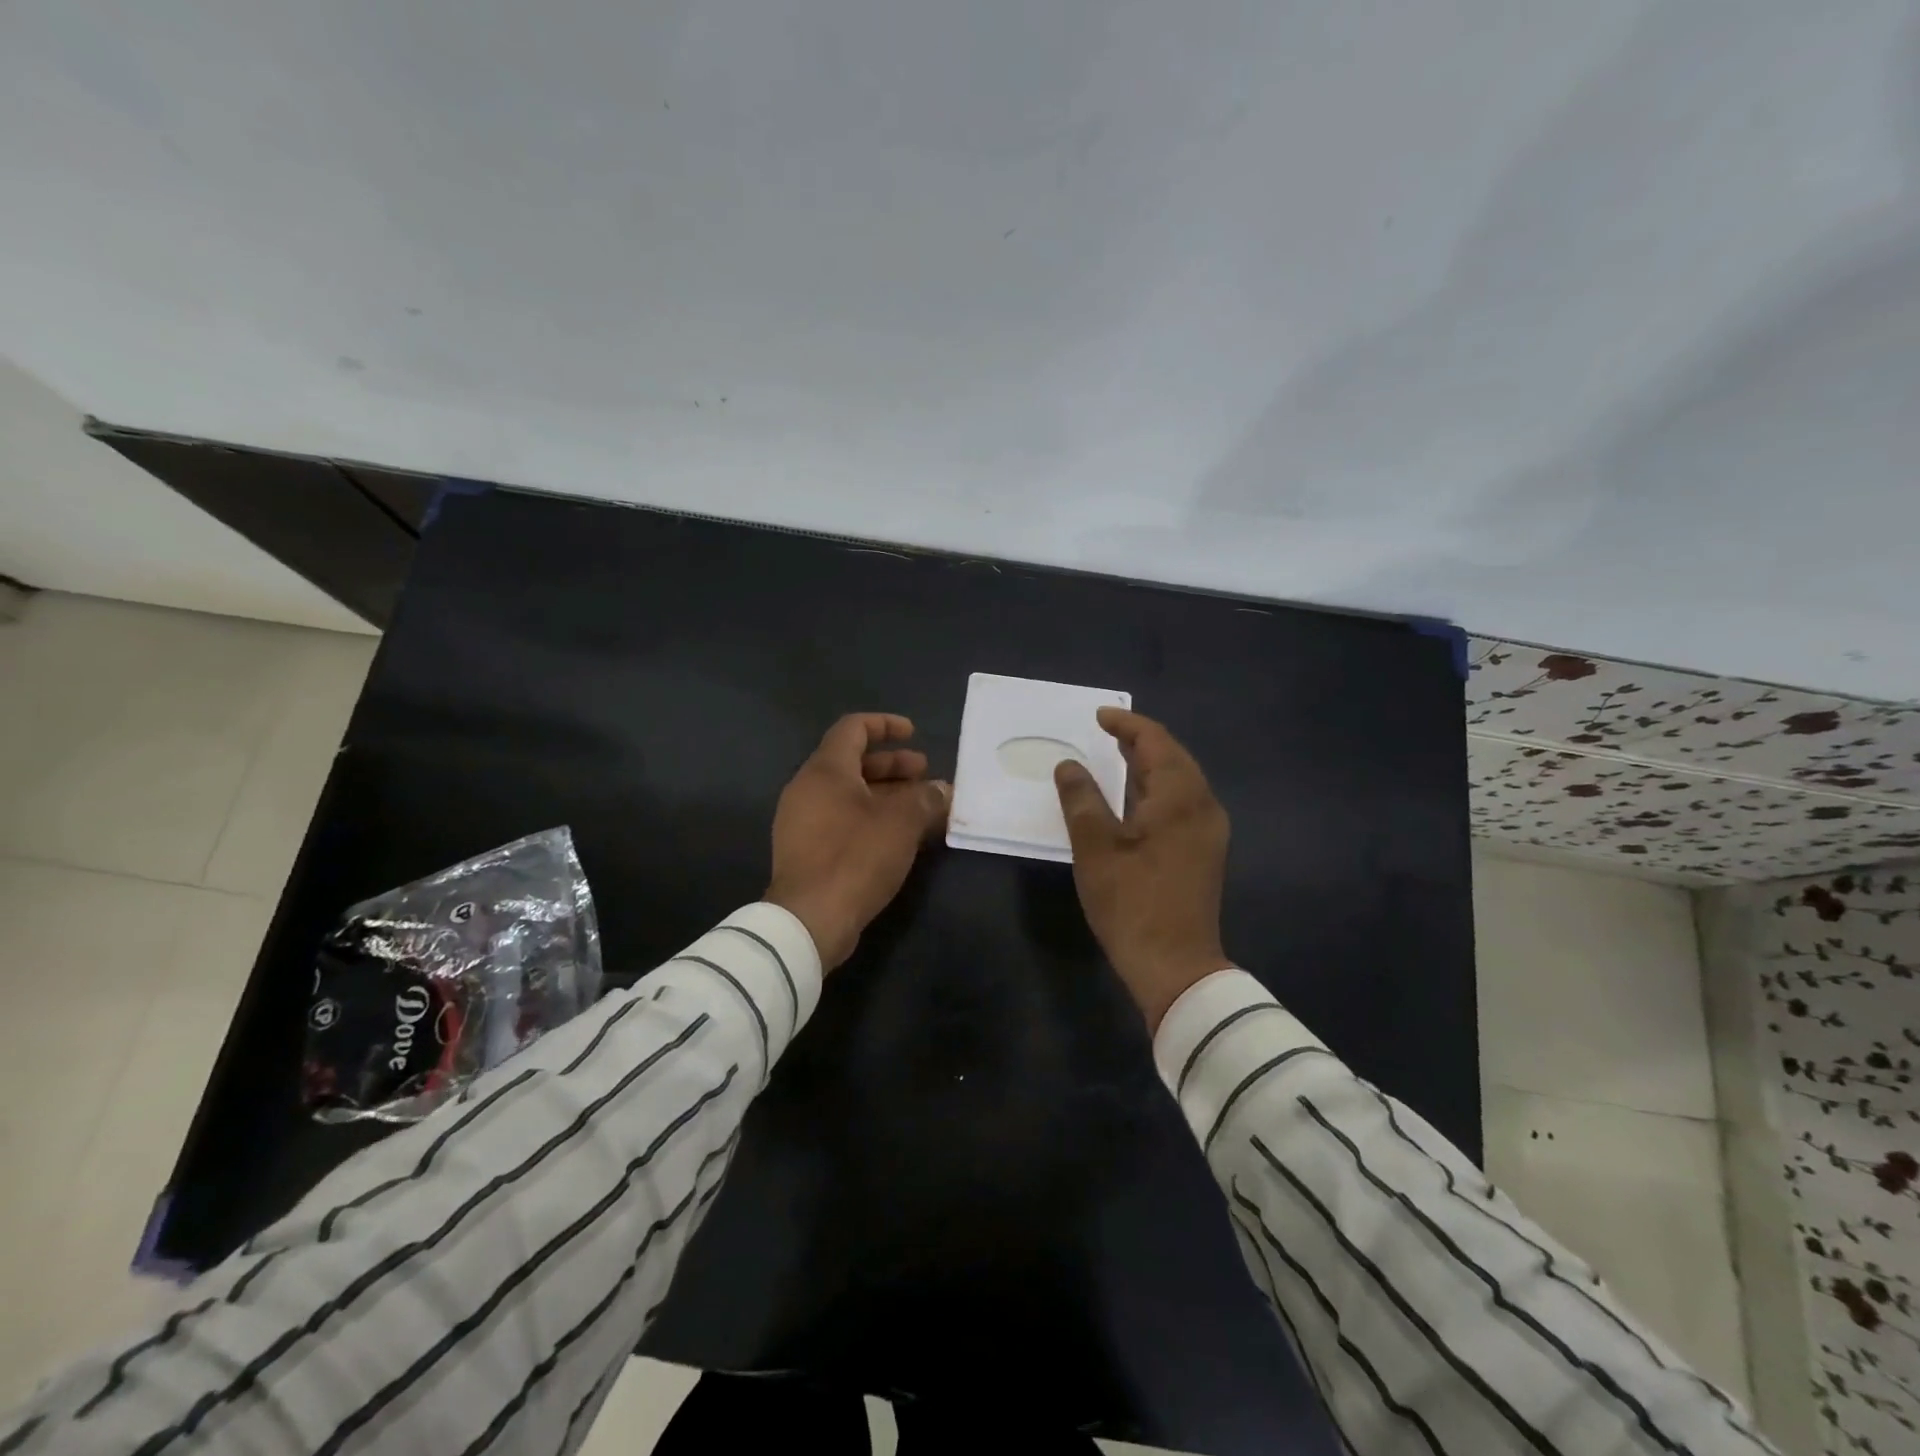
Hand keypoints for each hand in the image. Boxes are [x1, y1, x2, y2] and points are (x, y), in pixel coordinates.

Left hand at [766, 713, 951, 970]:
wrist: (809, 919)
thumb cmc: (855, 857)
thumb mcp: (901, 823)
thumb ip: (925, 799)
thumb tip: (943, 790)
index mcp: (825, 770)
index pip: (853, 728)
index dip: (885, 725)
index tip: (913, 733)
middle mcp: (807, 788)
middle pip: (852, 762)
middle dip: (892, 765)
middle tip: (925, 774)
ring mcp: (802, 821)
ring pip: (848, 794)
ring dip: (885, 794)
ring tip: (920, 807)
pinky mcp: (805, 850)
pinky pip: (841, 819)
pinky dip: (870, 817)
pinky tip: (898, 837)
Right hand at [1054, 708, 1231, 1029]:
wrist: (1176, 966)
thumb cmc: (1132, 902)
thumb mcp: (1095, 847)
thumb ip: (1081, 798)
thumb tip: (1069, 765)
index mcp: (1180, 797)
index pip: (1156, 742)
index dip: (1127, 724)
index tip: (1099, 716)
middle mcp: (1203, 806)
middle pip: (1174, 758)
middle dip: (1140, 741)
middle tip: (1106, 733)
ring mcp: (1209, 831)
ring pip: (1180, 782)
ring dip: (1149, 766)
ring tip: (1116, 758)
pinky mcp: (1204, 852)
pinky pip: (1182, 803)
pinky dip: (1156, 790)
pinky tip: (1134, 800)